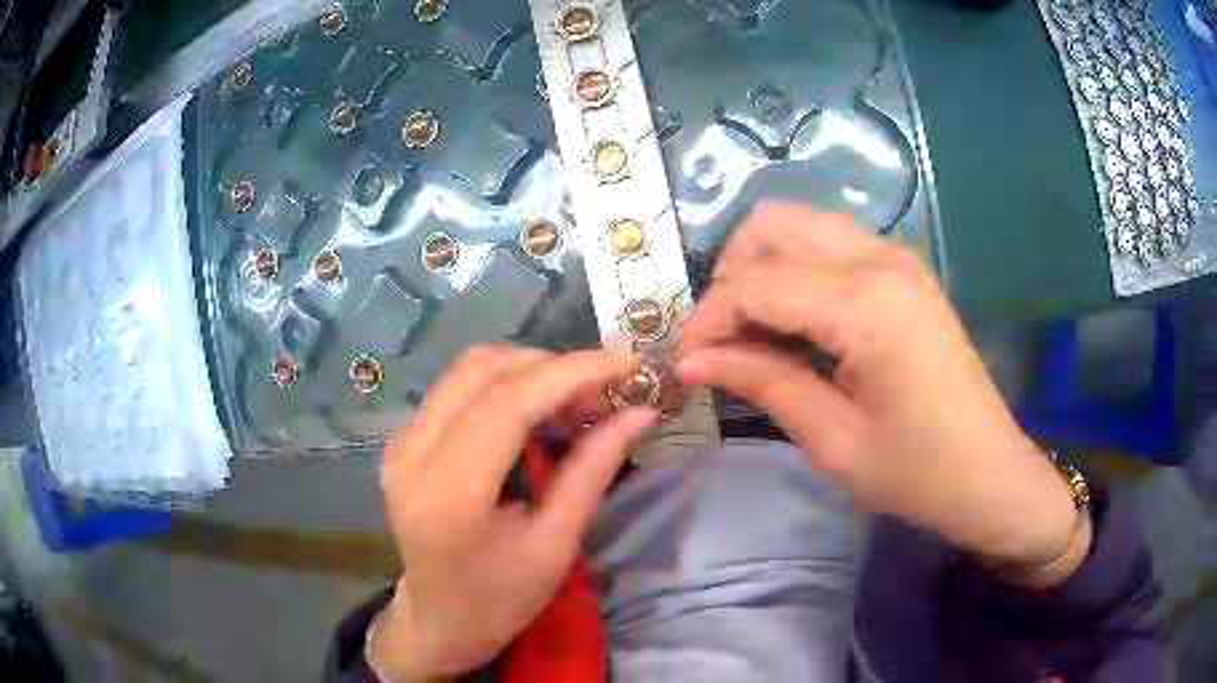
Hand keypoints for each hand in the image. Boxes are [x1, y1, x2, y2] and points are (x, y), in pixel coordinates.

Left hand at [370, 346, 659, 678]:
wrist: (439, 620)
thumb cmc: (500, 600)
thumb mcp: (555, 546)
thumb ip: (592, 471)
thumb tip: (641, 413)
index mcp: (448, 494)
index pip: (508, 403)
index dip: (572, 373)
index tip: (627, 362)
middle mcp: (411, 454)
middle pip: (483, 370)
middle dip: (553, 368)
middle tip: (604, 395)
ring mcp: (400, 442)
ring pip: (468, 369)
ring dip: (530, 372)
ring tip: (574, 404)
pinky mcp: (403, 439)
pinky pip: (457, 388)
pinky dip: (505, 385)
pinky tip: (536, 414)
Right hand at [677, 205, 1085, 583]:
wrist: (989, 472)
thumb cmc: (918, 471)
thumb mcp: (834, 441)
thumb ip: (763, 382)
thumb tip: (692, 359)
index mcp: (866, 302)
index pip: (755, 283)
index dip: (708, 320)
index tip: (686, 362)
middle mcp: (880, 257)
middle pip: (772, 226)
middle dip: (731, 276)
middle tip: (723, 340)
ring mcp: (896, 256)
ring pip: (800, 224)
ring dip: (762, 267)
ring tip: (755, 331)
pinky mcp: (903, 270)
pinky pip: (830, 243)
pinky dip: (796, 270)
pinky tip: (796, 322)